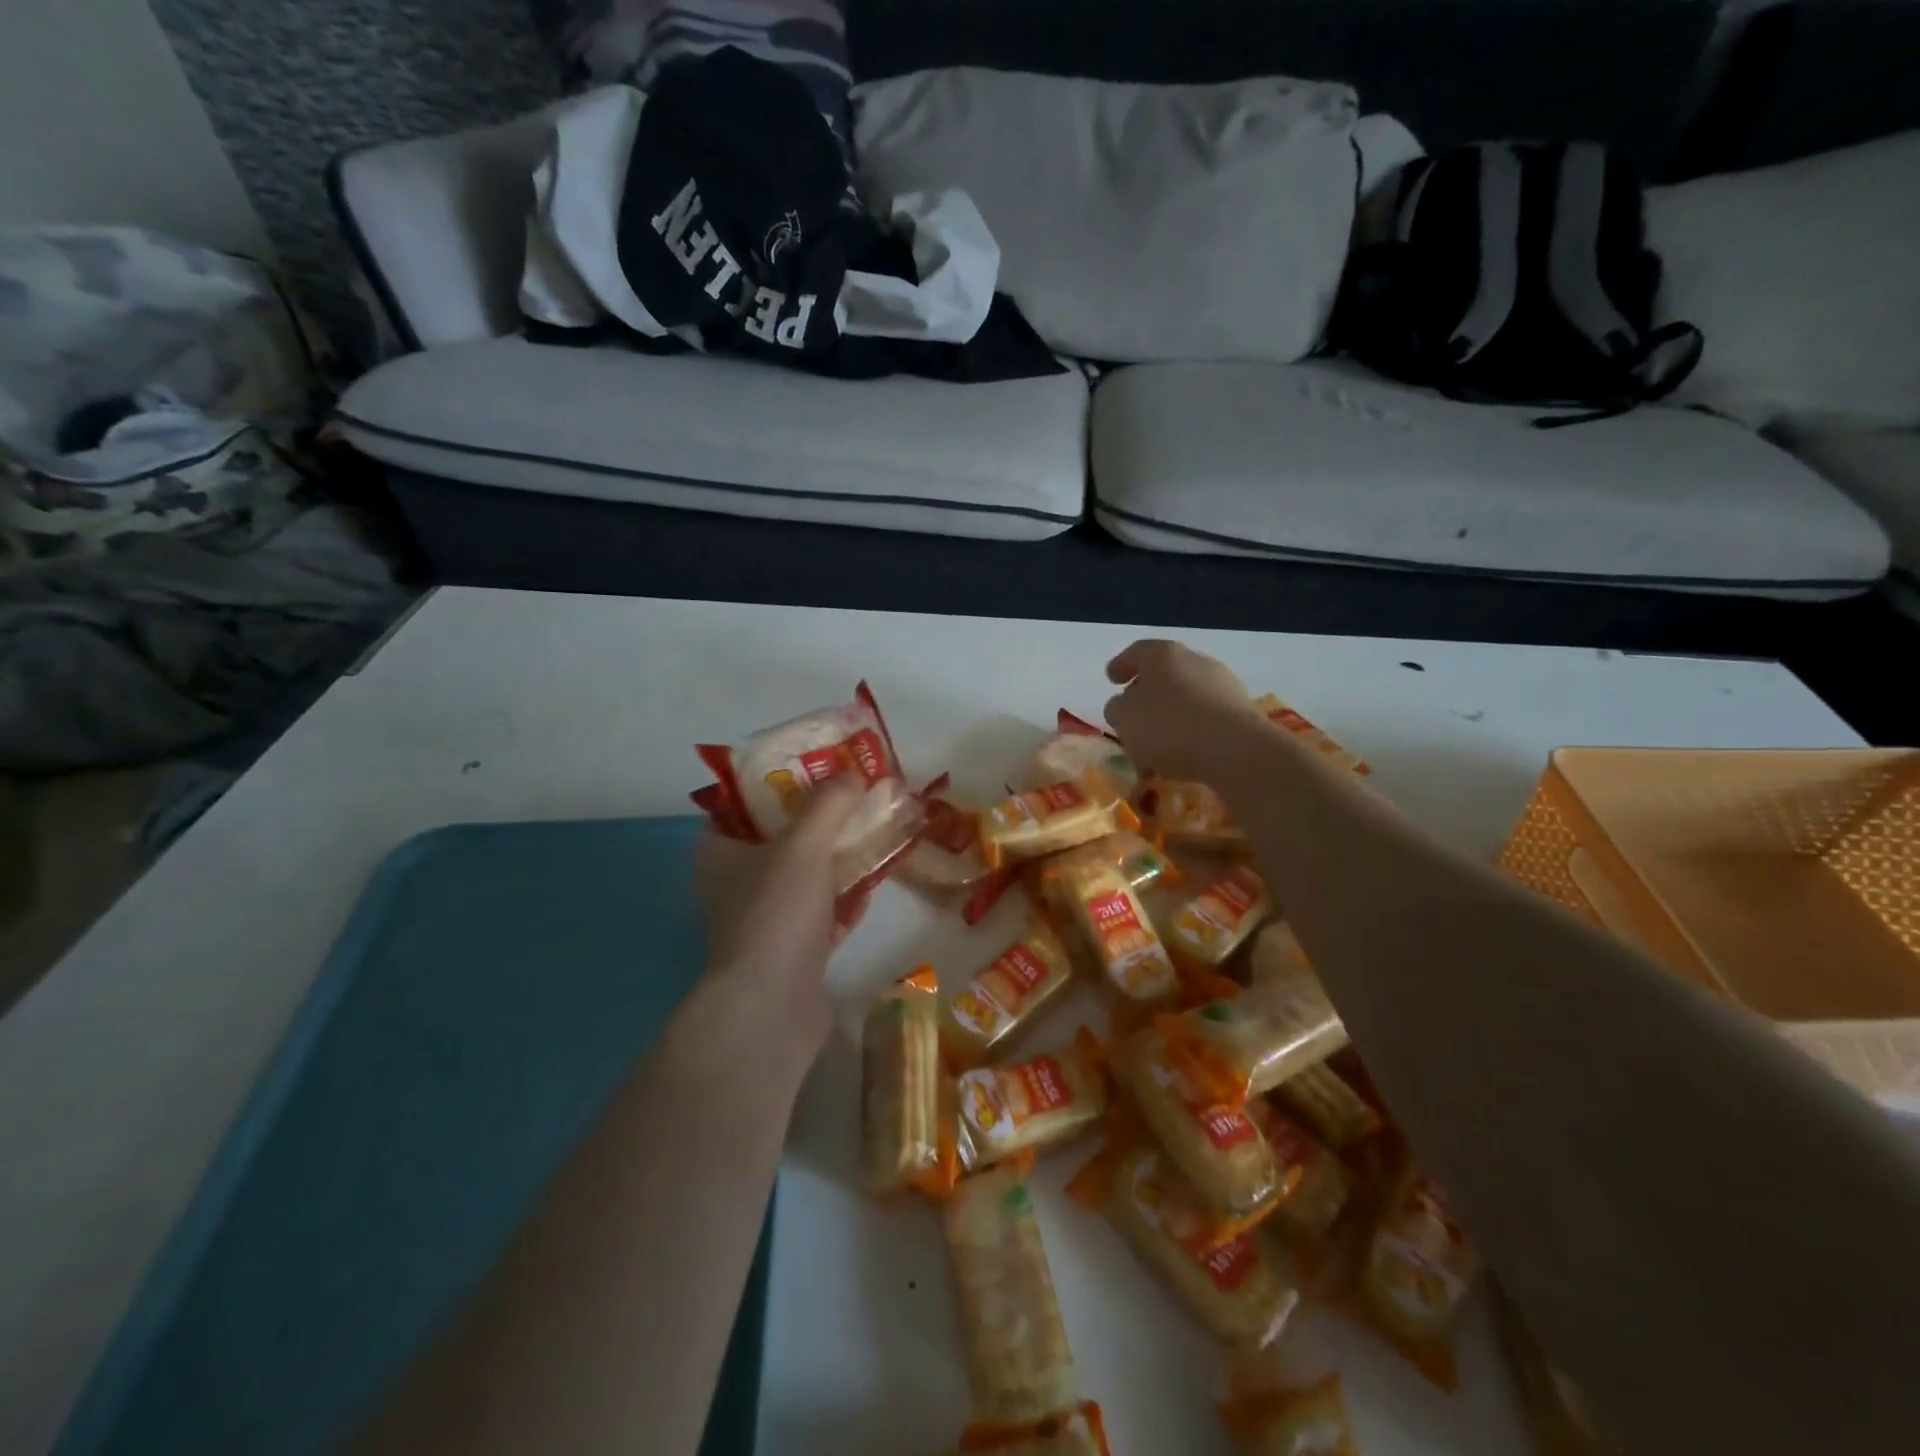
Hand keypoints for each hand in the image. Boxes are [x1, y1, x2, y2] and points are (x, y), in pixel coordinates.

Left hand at [695, 777, 871, 1054]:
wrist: (771, 1007)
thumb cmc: (776, 913)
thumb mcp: (802, 845)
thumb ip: (828, 805)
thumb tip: (852, 774)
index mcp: (720, 855)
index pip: (739, 807)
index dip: (773, 785)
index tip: (812, 771)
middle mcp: (736, 886)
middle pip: (779, 841)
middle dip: (817, 822)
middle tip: (853, 799)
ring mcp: (764, 923)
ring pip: (804, 880)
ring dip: (837, 861)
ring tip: (873, 835)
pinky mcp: (792, 954)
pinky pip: (822, 916)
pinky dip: (844, 902)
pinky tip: (874, 887)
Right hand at [1104, 639, 1259, 782]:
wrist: (1235, 750)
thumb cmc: (1169, 726)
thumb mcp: (1124, 718)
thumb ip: (1117, 708)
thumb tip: (1125, 706)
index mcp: (1163, 654)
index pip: (1138, 652)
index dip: (1121, 665)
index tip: (1112, 679)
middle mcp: (1195, 661)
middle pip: (1164, 676)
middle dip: (1146, 697)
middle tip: (1132, 719)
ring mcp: (1222, 685)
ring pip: (1185, 700)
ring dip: (1168, 720)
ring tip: (1154, 750)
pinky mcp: (1240, 712)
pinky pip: (1205, 720)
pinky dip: (1190, 734)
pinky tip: (1180, 757)